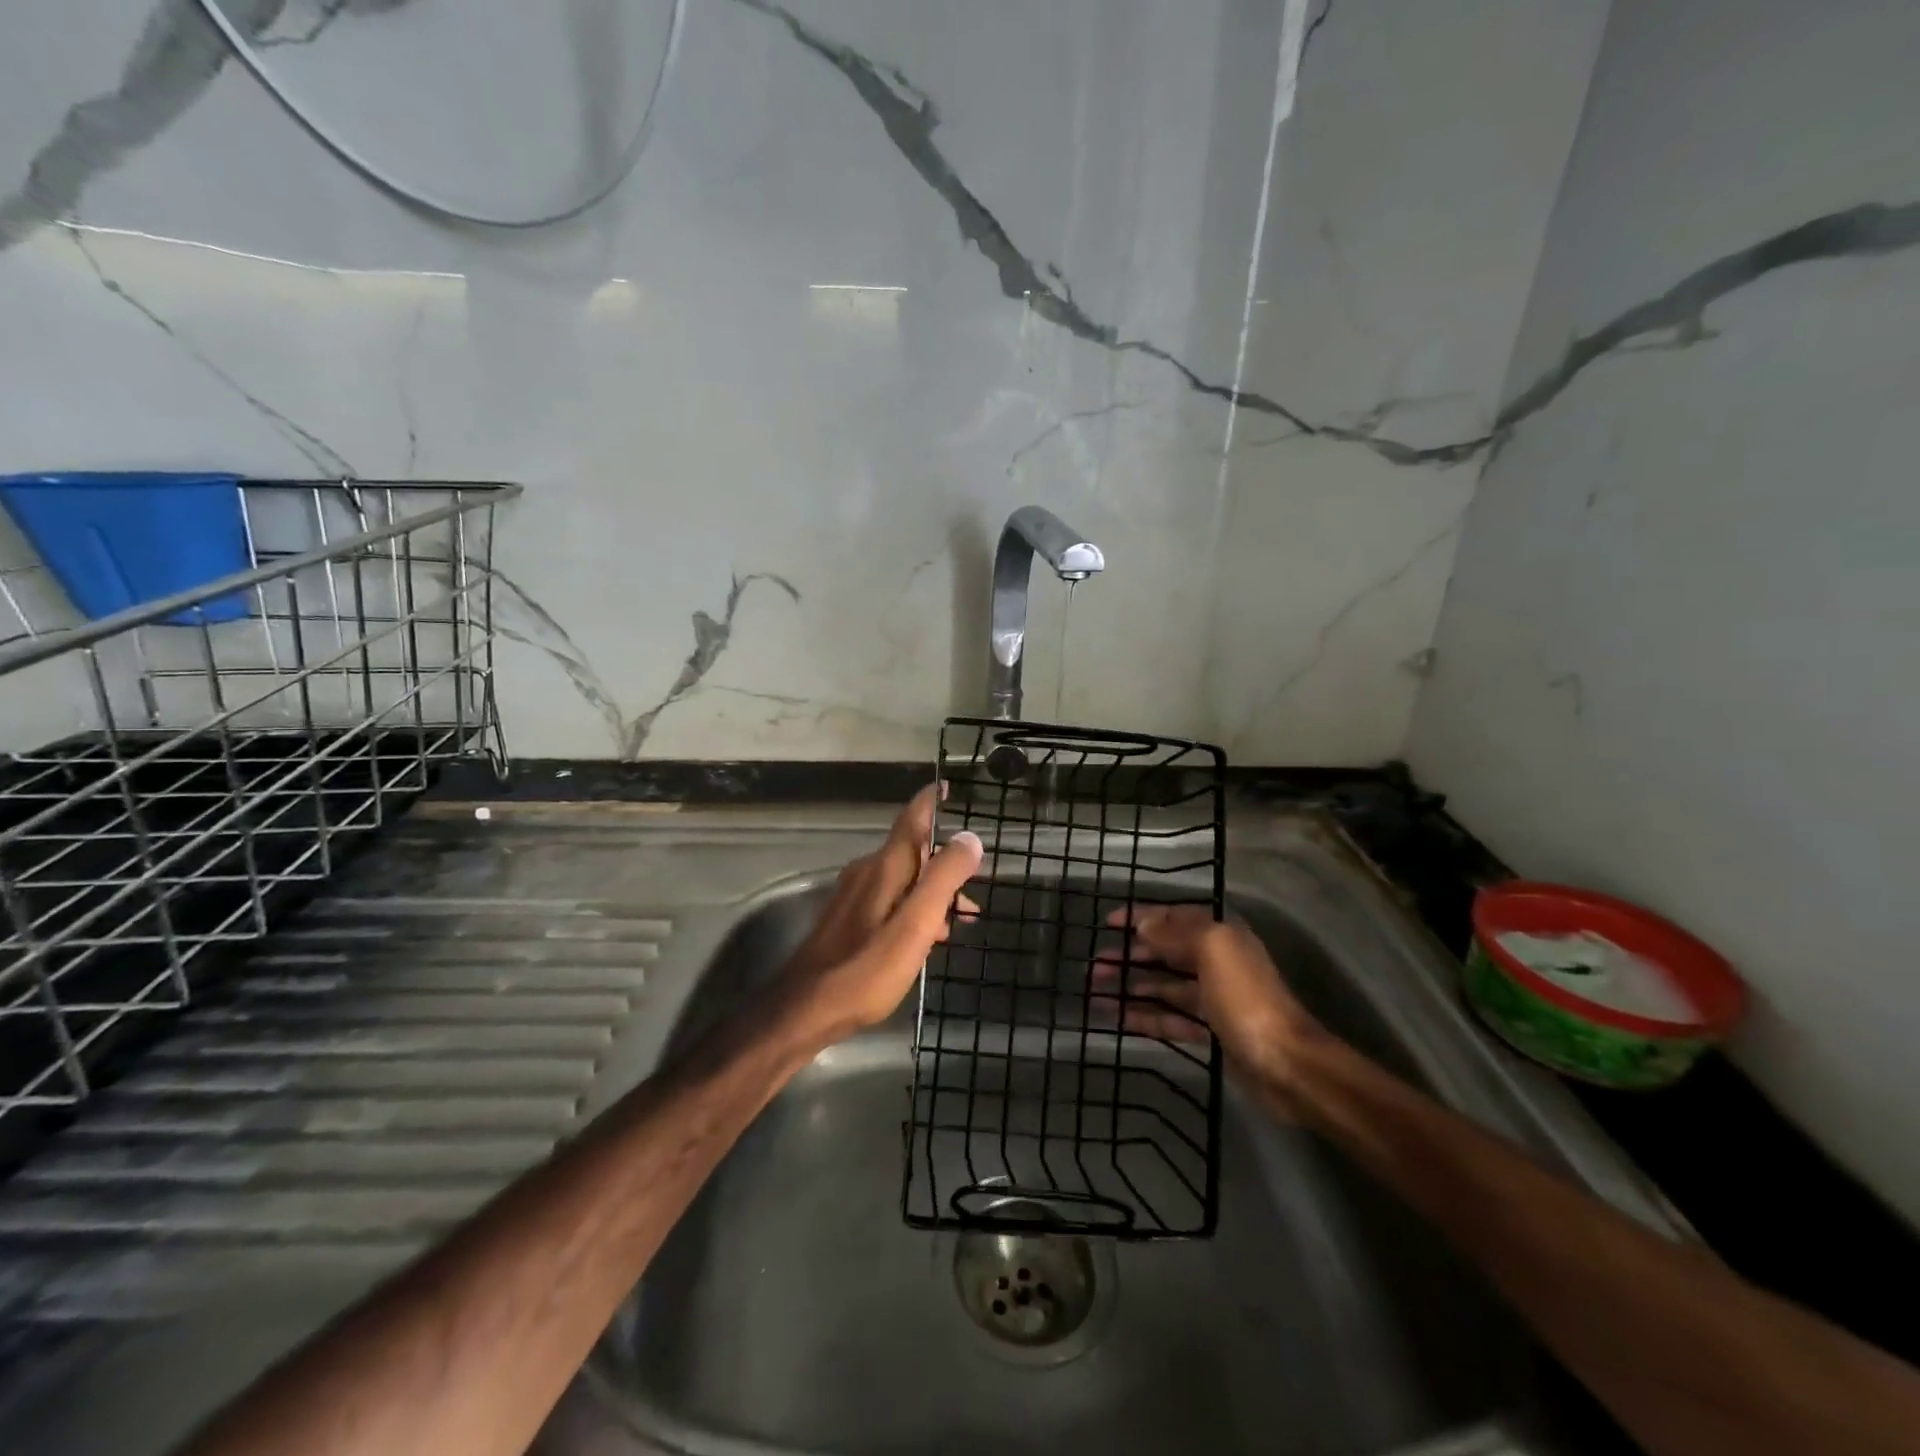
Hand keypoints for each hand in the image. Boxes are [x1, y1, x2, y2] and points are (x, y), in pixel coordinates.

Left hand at [776, 787, 981, 1047]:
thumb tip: (969, 837)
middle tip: (974, 891)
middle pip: (913, 851)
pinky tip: (924, 939)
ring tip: (960, 922)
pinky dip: (914, 908)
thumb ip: (944, 879)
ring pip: (904, 879)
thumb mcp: (915, 925)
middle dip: (946, 864)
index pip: (913, 818)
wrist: (803, 1011)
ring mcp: (854, 896)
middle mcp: (867, 872)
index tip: (950, 785)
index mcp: (885, 867)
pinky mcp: (847, 919)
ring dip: (933, 892)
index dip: (932, 800)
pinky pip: (890, 899)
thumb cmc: (865, 970)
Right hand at [1093, 905, 1329, 1116]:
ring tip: (1094, 991)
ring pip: (1162, 987)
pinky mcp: (1209, 1033)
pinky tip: (1115, 1017)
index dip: (1140, 918)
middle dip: (1129, 956)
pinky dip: (1142, 1016)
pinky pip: (1168, 1018)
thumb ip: (1175, 934)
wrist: (1286, 1064)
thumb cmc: (1246, 997)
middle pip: (1164, 953)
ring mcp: (1212, 999)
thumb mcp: (1212, 950)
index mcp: (1220, 936)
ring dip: (1130, 986)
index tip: (1107, 924)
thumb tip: (1144, 925)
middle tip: (1094, 967)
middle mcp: (1216, 962)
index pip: (1173, 918)